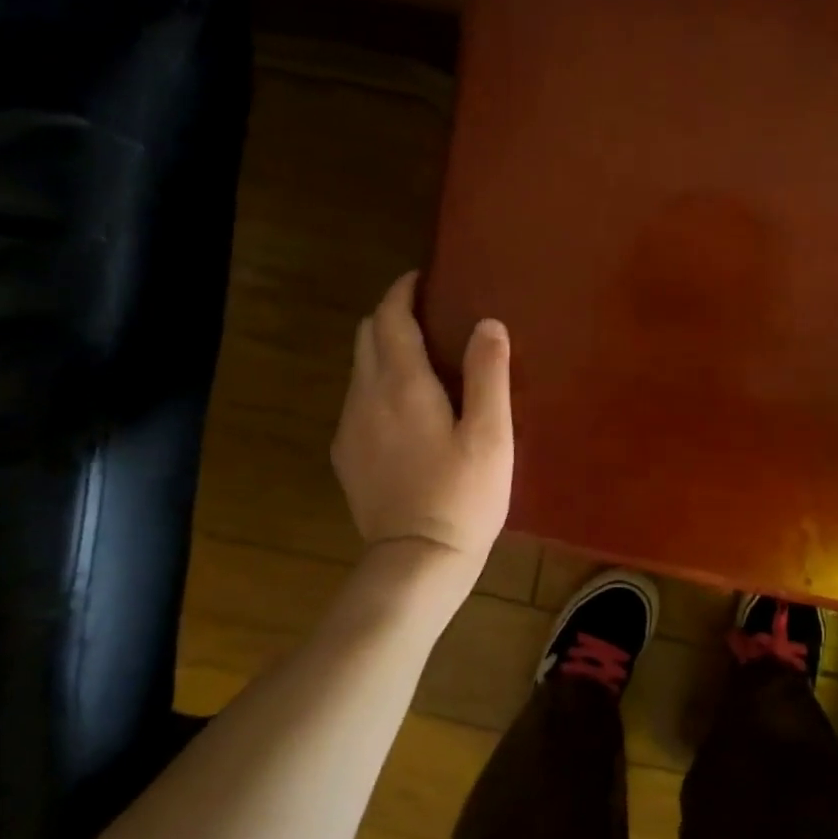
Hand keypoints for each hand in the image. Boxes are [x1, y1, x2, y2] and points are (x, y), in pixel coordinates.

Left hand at [331, 272, 513, 573]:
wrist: (418, 559)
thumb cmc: (464, 495)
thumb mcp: (491, 434)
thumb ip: (488, 374)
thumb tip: (486, 323)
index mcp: (403, 384)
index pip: (390, 318)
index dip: (403, 291)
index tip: (421, 279)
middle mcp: (366, 396)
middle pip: (366, 335)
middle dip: (390, 315)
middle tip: (426, 315)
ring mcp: (350, 427)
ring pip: (359, 368)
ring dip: (383, 350)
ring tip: (420, 359)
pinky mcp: (346, 456)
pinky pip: (357, 401)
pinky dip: (376, 384)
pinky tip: (404, 409)